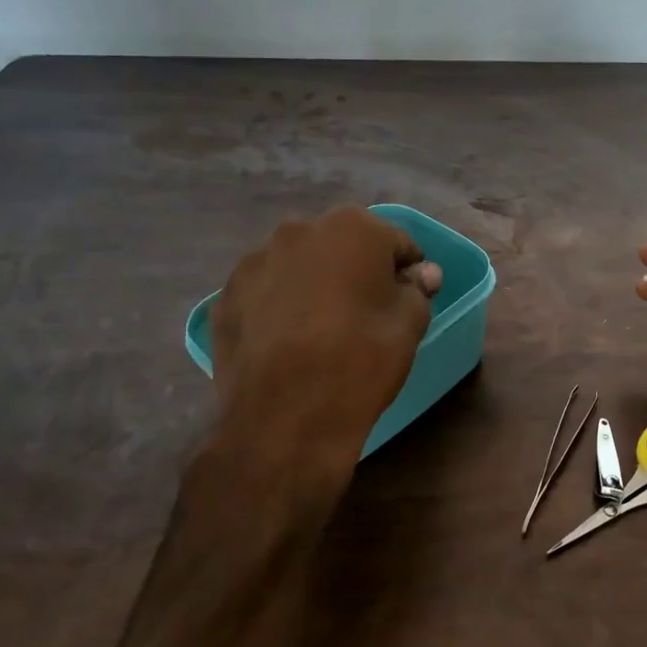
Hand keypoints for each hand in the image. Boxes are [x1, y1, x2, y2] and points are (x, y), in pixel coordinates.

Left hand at [210, 208, 441, 481]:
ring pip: (301, 267)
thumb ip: (418, 288)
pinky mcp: (226, 296)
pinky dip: (281, 306)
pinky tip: (288, 342)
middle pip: (343, 247)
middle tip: (366, 316)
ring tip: (322, 331)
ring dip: (316, 286)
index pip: (396, 244)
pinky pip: (267, 292)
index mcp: (353, 228)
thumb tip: (420, 273)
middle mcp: (300, 231)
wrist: (286, 419)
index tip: (407, 303)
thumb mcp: (411, 324)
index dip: (407, 273)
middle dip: (357, 272)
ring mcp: (256, 261)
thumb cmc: (361, 360)